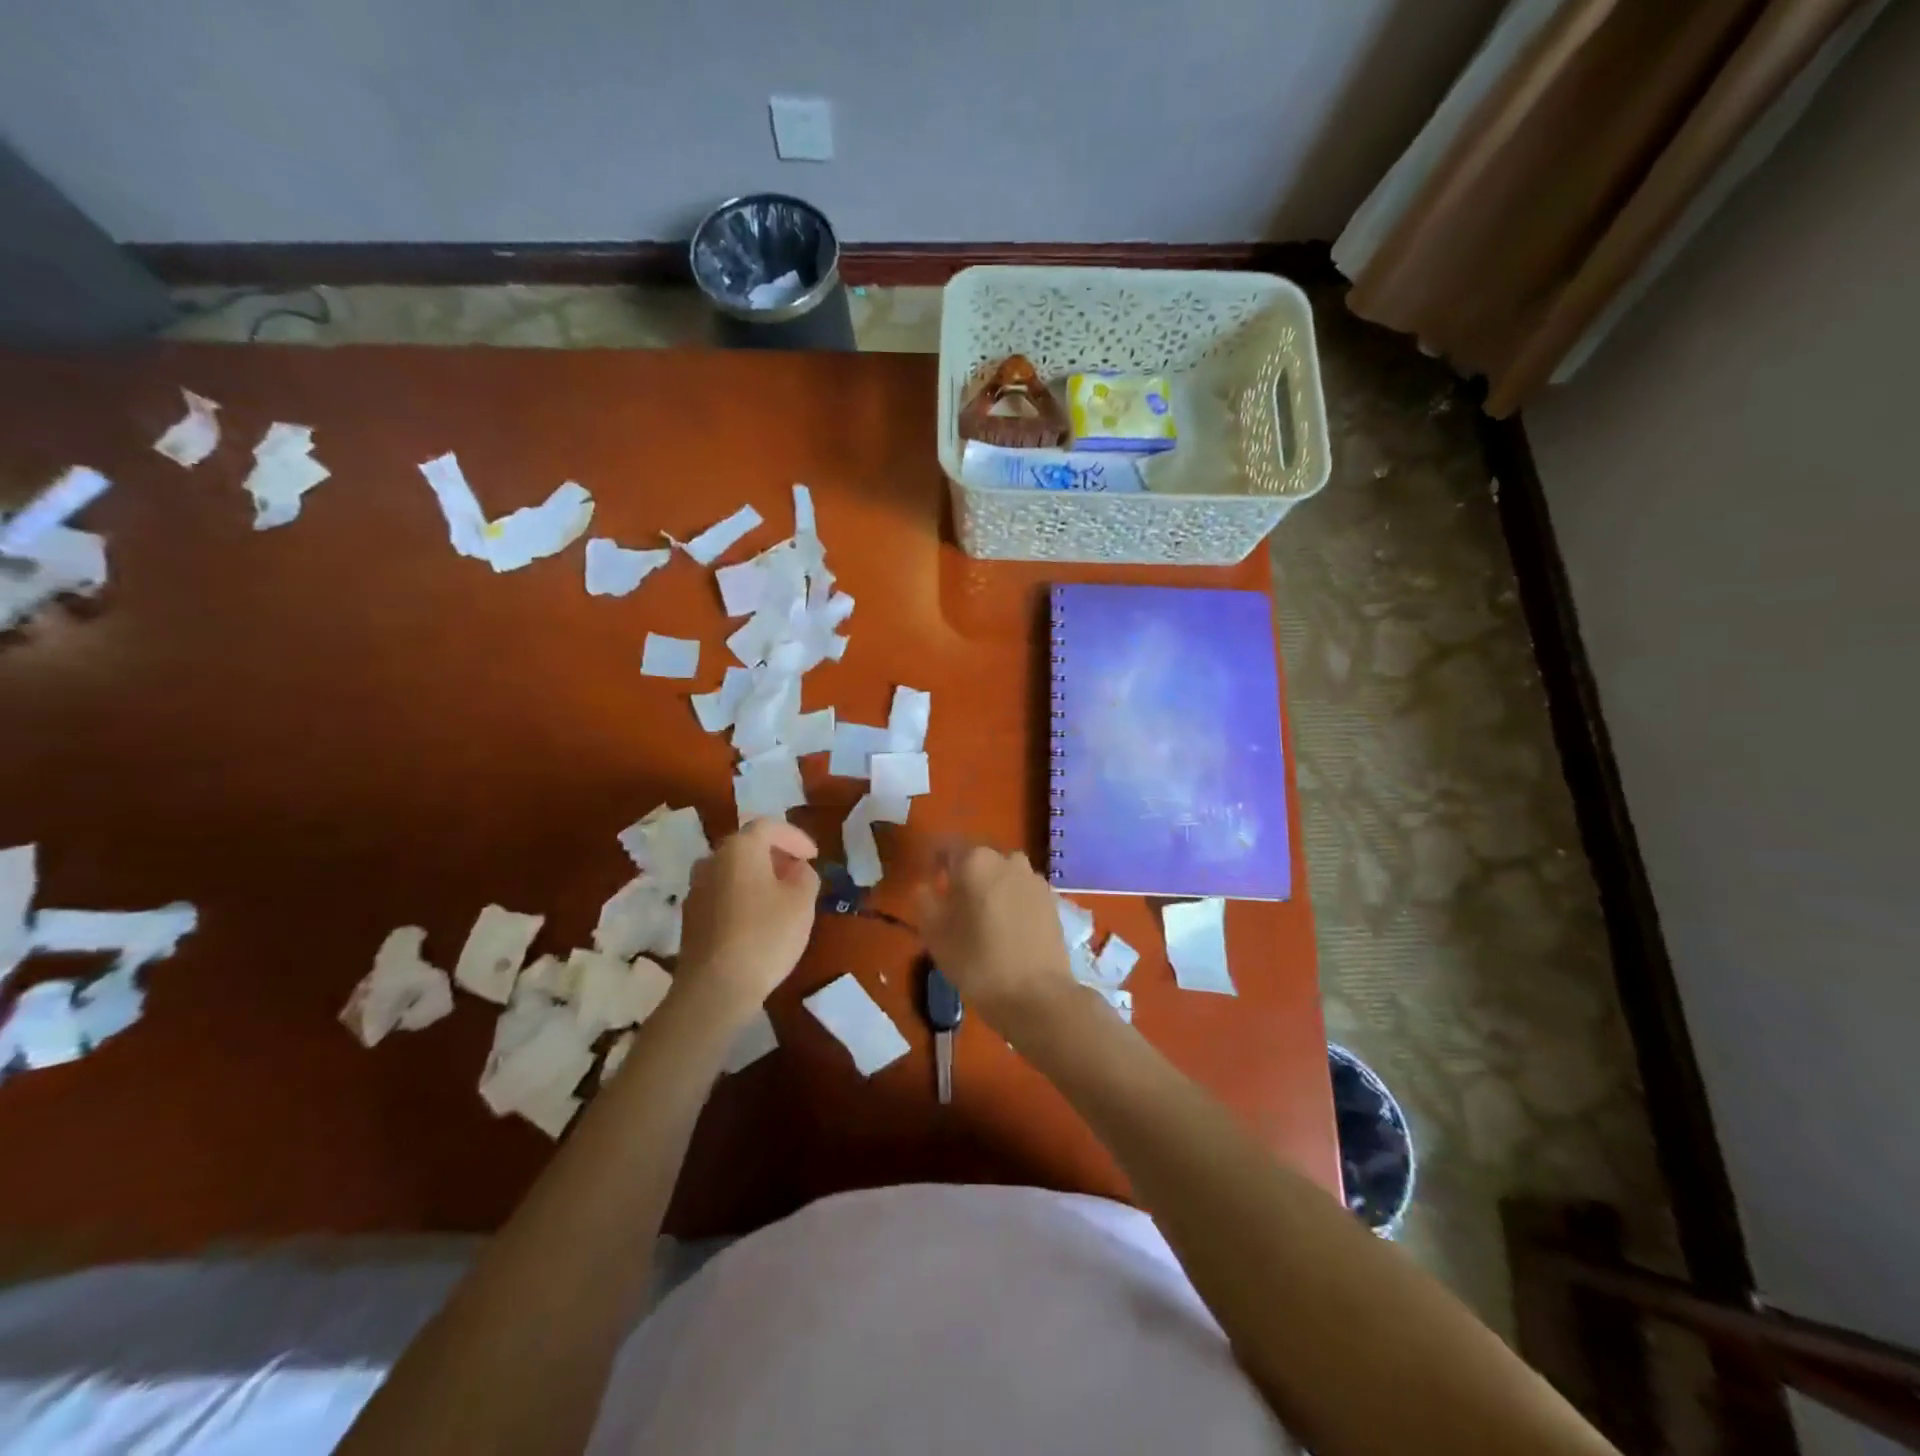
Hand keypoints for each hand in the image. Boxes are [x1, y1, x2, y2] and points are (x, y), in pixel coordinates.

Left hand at [676, 819, 819, 1017]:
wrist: (715, 988)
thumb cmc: (765, 936)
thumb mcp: (802, 903)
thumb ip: (805, 876)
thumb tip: (797, 868)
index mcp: (739, 848)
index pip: (769, 827)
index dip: (795, 837)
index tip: (814, 856)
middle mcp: (712, 860)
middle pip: (747, 845)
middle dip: (775, 854)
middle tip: (798, 872)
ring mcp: (696, 889)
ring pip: (732, 870)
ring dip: (756, 875)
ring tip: (779, 895)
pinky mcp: (690, 917)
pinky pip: (721, 893)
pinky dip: (741, 895)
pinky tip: (757, 919)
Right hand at [916, 843, 1078, 1039]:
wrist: (1038, 995)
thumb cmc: (977, 961)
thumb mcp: (935, 934)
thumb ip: (925, 900)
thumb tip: (927, 886)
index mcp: (975, 860)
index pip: (945, 845)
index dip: (932, 860)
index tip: (928, 881)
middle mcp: (1007, 858)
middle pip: (977, 859)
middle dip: (963, 876)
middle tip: (952, 906)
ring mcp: (1034, 878)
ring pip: (1001, 875)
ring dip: (989, 888)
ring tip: (981, 920)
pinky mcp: (1052, 899)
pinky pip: (1021, 891)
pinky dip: (1010, 902)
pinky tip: (1006, 930)